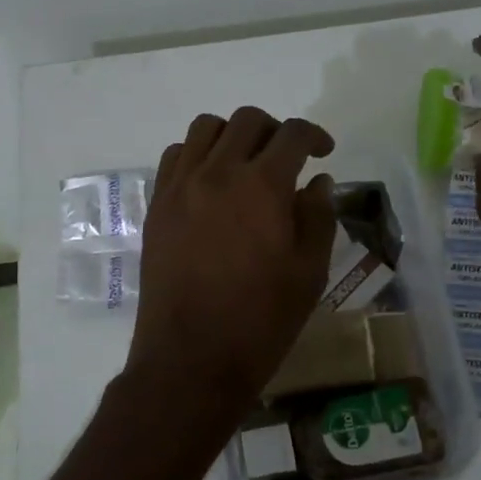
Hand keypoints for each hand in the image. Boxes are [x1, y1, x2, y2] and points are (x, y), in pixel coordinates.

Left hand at [118, 107, 338, 440]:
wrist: (191, 359)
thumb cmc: (261, 321)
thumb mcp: (309, 273)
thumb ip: (318, 217)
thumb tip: (317, 182)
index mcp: (263, 186)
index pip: (292, 134)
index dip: (314, 134)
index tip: (324, 151)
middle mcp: (217, 172)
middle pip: (247, 120)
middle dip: (275, 130)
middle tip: (287, 159)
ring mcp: (180, 186)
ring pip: (205, 128)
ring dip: (233, 135)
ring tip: (245, 164)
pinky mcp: (157, 205)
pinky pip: (175, 156)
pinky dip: (197, 155)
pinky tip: (210, 183)